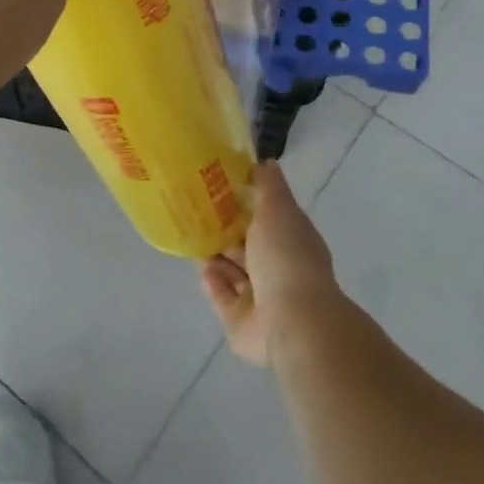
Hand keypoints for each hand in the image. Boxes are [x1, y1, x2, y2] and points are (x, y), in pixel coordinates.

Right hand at [199, 163, 341, 366]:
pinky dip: (212, 283)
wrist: (291, 321)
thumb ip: (269, 186)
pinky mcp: (240, 322)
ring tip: (193, 237)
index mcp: (291, 241)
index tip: (218, 186)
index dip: (245, 203)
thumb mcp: (278, 209)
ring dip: (214, 256)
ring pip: (232, 271)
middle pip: (246, 246)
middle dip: (224, 230)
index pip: (266, 218)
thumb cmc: (285, 258)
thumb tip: (266, 161)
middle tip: (195, 211)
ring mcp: (260, 298)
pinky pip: (221, 297)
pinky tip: (202, 268)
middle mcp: (277, 269)